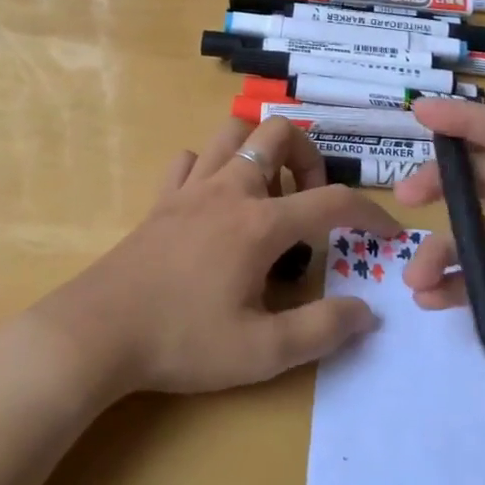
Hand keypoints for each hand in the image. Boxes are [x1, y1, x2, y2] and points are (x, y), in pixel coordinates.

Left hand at [37, 116, 400, 397]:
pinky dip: (212, 168)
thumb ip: (322, 331)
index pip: (331, 201)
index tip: (387, 232)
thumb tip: (367, 312)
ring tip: (267, 197)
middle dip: (308, 157)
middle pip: (278, 133)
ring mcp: (191, 189)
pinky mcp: (161, 200)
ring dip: (260, 152)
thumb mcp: (261, 351)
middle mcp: (230, 190)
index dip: (369, 212)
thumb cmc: (182, 341)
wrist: (98, 331)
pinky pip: (191, 160)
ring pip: (233, 134)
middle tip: (309, 202)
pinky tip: (215, 202)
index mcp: (260, 223)